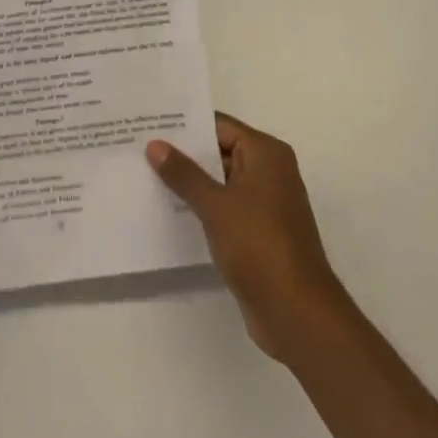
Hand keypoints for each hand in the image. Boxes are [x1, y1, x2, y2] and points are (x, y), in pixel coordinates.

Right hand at [147, 113, 350, 364]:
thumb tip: (155, 145)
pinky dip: (201, 207)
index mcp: (266, 154)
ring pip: (219, 182)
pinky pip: (223, 208)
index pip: (219, 126)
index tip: (151, 122)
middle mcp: (269, 172)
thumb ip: (184, 174)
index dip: (185, 125)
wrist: (297, 315)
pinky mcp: (258, 233)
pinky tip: (167, 209)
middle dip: (183, 153)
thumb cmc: (260, 246)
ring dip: (190, 182)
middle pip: (219, 151)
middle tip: (140, 147)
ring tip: (145, 175)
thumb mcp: (216, 205)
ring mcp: (264, 204)